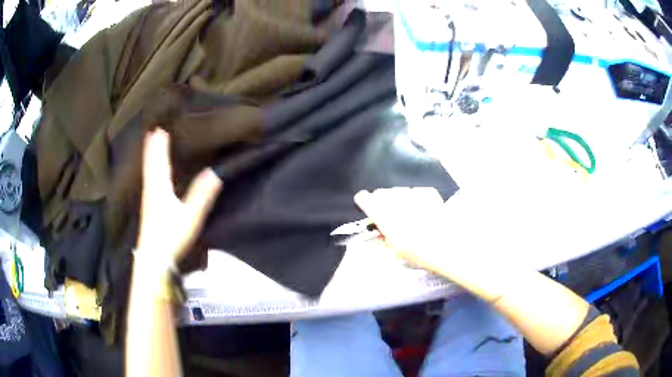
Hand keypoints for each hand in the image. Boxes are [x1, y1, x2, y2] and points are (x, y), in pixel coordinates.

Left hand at [136, 129, 221, 273]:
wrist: (153, 259)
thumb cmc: (170, 236)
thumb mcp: (190, 215)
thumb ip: (201, 194)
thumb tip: (214, 172)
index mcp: (160, 187)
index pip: (159, 160)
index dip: (160, 144)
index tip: (160, 127)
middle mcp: (151, 189)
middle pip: (151, 163)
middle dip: (152, 146)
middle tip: (152, 130)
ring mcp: (148, 199)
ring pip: (148, 172)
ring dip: (149, 156)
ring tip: (149, 145)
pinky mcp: (148, 208)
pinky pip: (148, 181)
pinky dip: (149, 170)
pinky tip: (150, 175)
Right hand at [354, 187, 449, 273]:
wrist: (445, 245)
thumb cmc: (416, 251)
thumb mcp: (393, 251)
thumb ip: (379, 241)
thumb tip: (375, 236)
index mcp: (381, 212)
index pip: (363, 198)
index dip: (364, 203)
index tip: (367, 208)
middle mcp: (394, 198)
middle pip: (381, 193)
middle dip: (382, 202)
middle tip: (391, 216)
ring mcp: (412, 192)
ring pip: (399, 191)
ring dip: (399, 200)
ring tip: (409, 214)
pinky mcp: (427, 191)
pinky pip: (416, 191)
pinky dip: (416, 199)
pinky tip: (423, 211)